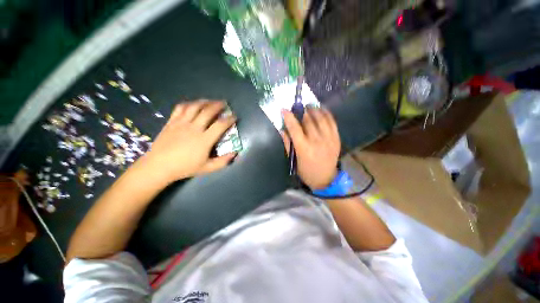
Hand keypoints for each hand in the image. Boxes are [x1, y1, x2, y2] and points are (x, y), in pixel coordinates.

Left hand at [139, 100, 236, 184]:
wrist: (159, 166)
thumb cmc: (185, 167)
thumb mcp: (207, 168)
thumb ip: (223, 161)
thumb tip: (235, 153)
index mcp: (204, 140)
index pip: (220, 125)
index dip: (229, 119)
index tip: (234, 116)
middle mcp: (194, 128)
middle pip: (208, 111)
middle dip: (218, 105)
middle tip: (224, 103)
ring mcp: (181, 123)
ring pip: (194, 107)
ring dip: (205, 102)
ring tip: (211, 101)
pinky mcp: (171, 122)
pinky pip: (180, 108)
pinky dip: (189, 104)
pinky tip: (193, 104)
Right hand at [282, 107, 340, 189]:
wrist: (326, 179)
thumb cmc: (306, 171)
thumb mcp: (294, 160)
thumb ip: (288, 144)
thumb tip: (282, 130)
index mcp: (304, 148)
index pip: (295, 128)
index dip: (289, 117)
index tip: (284, 109)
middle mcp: (317, 141)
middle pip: (309, 121)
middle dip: (302, 111)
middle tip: (298, 106)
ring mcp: (329, 139)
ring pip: (321, 119)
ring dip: (314, 110)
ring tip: (310, 106)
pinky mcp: (337, 139)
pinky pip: (332, 122)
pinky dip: (327, 114)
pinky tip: (322, 109)